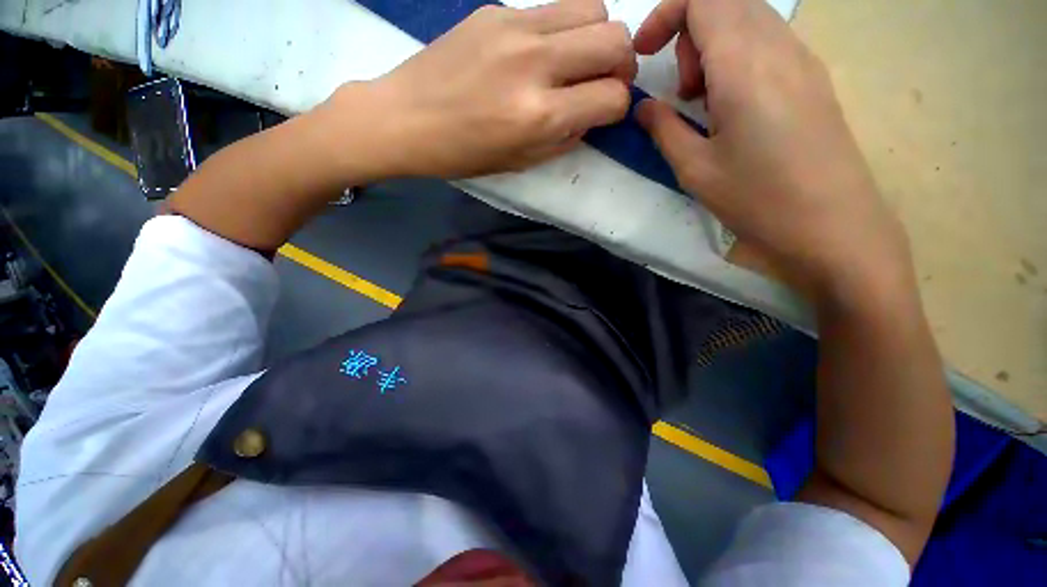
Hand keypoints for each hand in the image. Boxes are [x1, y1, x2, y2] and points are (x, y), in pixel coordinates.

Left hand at [331, 0, 635, 178]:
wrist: (406, 118)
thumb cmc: (464, 153)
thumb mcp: (522, 161)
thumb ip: (565, 138)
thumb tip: (591, 113)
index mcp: (540, 116)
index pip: (612, 98)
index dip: (617, 107)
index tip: (604, 112)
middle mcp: (535, 65)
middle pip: (616, 40)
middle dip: (622, 65)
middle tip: (604, 80)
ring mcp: (516, 28)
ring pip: (594, 8)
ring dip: (598, 37)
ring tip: (577, 60)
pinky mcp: (497, 9)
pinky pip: (554, 8)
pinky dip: (563, 29)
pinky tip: (542, 50)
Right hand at [634, 0, 911, 300]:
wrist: (833, 227)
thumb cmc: (757, 199)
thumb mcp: (694, 169)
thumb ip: (663, 129)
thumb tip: (644, 107)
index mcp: (744, 64)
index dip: (664, 14)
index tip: (644, 55)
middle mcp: (779, 45)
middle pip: (725, 0)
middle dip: (688, 34)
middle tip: (683, 92)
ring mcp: (803, 59)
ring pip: (748, 18)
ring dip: (714, 48)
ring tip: (706, 104)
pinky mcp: (813, 78)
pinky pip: (768, 42)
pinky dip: (738, 59)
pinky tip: (734, 108)